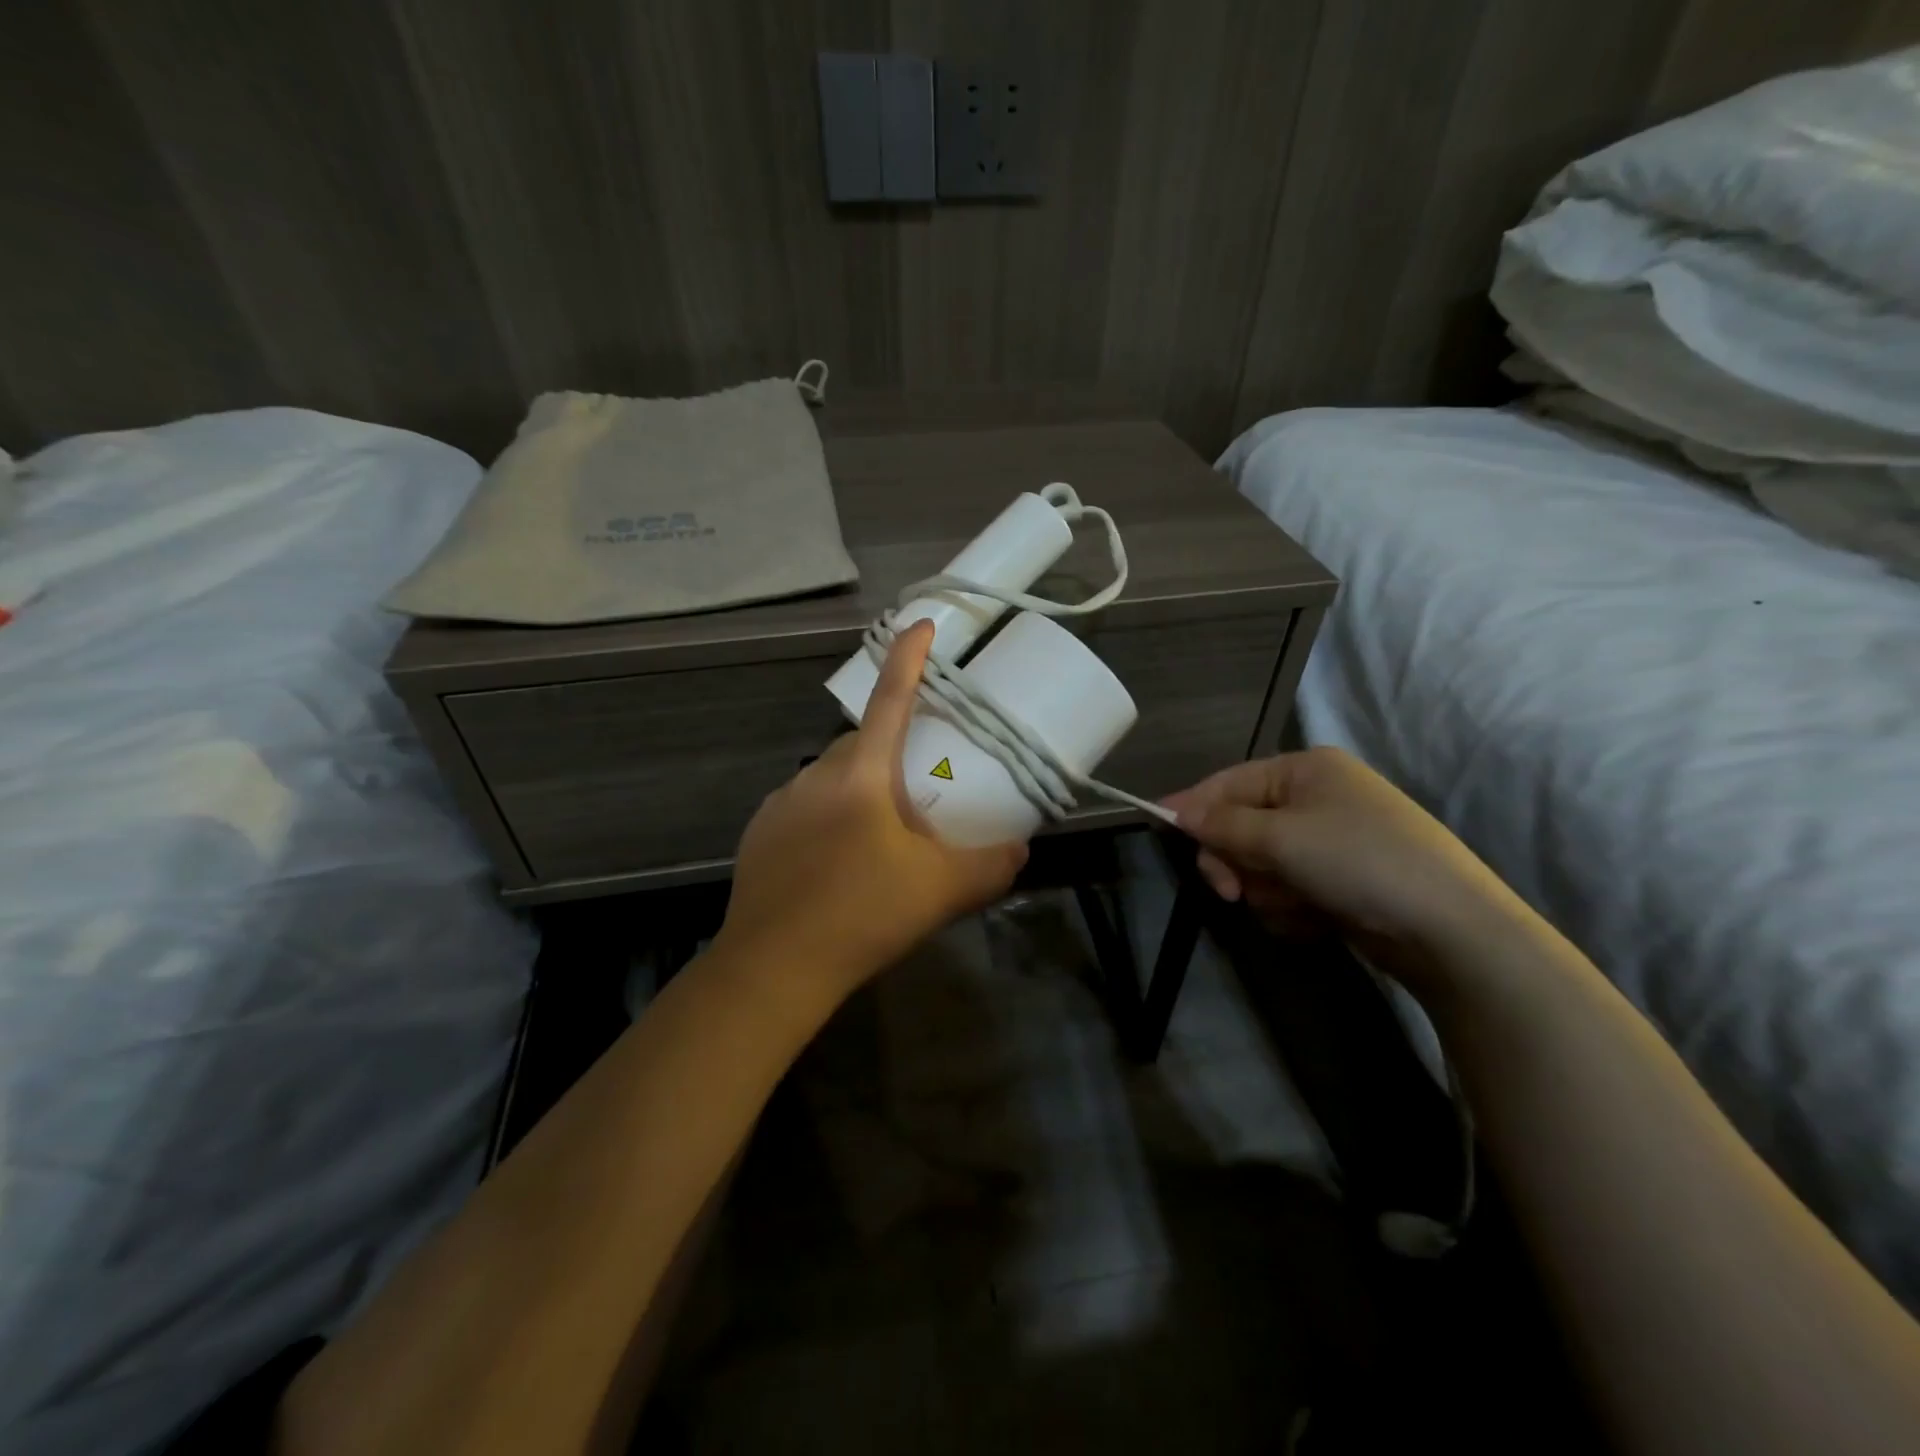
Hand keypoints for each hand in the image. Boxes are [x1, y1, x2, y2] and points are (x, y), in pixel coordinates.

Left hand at [717, 621, 1028, 999]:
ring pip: (832, 777)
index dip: (909, 658)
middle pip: (862, 742)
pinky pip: (805, 808)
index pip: (890, 697)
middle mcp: (816, 774)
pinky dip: (829, 818)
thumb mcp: (942, 891)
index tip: (921, 624)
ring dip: (860, 789)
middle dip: (891, 750)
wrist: (775, 967)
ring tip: (879, 838)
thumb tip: (1020, 850)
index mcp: (862, 773)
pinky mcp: (760, 833)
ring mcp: (781, 802)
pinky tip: (837, 863)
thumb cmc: (864, 914)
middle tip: (917, 794)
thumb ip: (991, 865)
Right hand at [1163, 747, 1518, 959]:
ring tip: (1297, 905)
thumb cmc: (1358, 862)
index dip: (1194, 805)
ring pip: (1262, 865)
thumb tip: (1175, 811)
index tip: (1158, 826)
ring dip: (1267, 890)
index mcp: (1305, 770)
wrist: (1449, 930)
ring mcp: (1330, 842)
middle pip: (1242, 826)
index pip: (1230, 782)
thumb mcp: (1281, 837)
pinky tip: (1316, 919)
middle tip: (1231, 891)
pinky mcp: (1340, 882)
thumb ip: (1222, 824)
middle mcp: (1316, 798)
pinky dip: (1292, 908)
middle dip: (1237, 861)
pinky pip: (1288, 890)